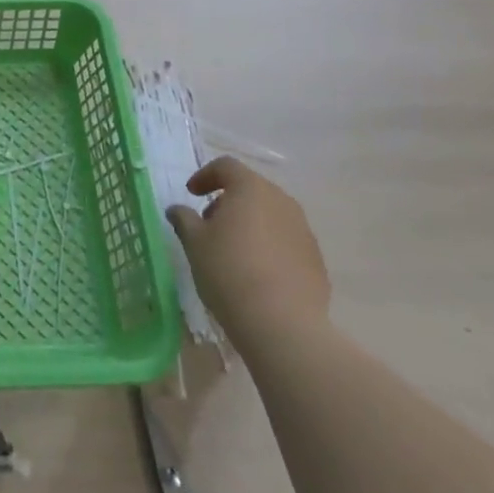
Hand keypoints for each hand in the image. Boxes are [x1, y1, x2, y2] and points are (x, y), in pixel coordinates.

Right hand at [167, 156, 330, 351]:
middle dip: (228, 201)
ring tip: (233, 251)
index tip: (191, 194)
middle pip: (251, 189)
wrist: (283, 325)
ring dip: (251, 224)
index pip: (226, 166)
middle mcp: (282, 202)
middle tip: (209, 225)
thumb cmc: (229, 272)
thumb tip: (177, 210)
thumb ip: (184, 219)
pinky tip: (257, 273)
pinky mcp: (316, 260)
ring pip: (271, 215)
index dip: (205, 175)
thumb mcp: (194, 243)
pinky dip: (269, 246)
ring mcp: (304, 231)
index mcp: (251, 189)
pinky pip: (286, 241)